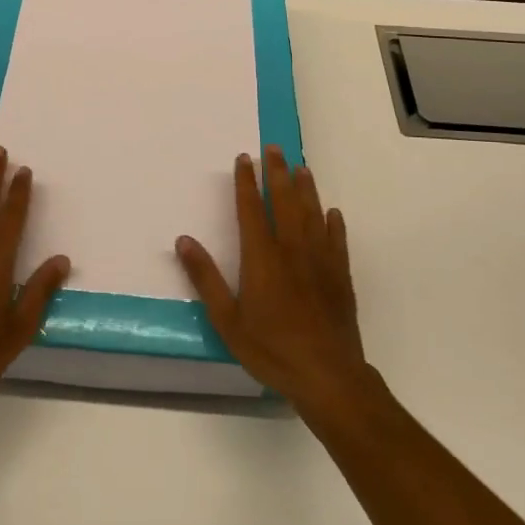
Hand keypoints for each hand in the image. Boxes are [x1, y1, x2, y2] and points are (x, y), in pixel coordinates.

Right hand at [175, 145, 370, 412]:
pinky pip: (337, 240)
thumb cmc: (271, 349)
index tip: (244, 159)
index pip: (251, 209)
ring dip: (307, 189)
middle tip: (274, 149)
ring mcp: (320, 261)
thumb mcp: (227, 320)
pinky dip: (334, 223)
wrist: (328, 375)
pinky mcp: (340, 276)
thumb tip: (183, 240)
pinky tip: (333, 212)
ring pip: (313, 214)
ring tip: (302, 167)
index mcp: (262, 256)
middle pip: (285, 201)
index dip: (246, 182)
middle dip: (278, 173)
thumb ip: (205, 278)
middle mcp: (292, 249)